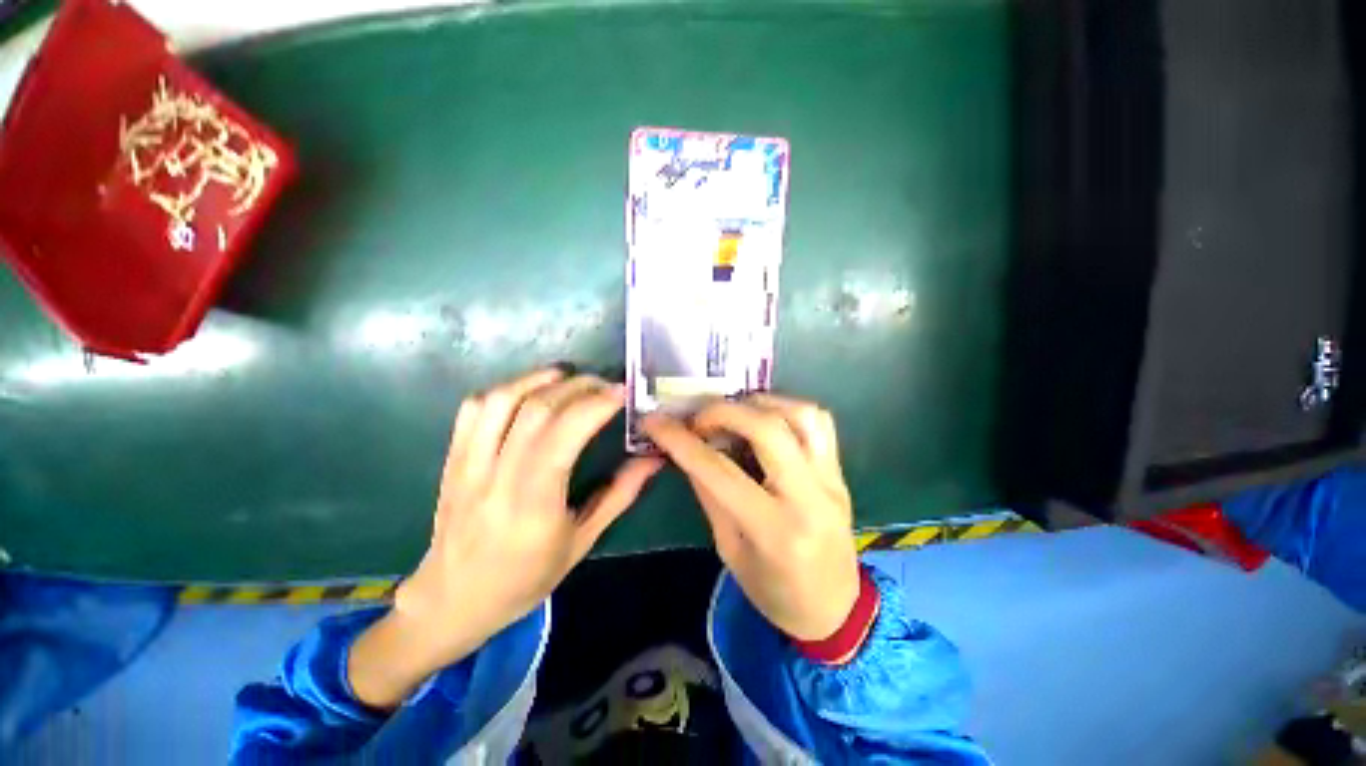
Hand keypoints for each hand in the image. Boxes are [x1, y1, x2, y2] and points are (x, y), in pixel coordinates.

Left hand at [349, 369, 662, 707]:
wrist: (453, 599)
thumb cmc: (525, 578)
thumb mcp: (582, 542)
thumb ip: (620, 495)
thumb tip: (653, 458)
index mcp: (533, 504)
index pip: (564, 435)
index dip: (596, 405)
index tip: (622, 393)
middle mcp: (497, 477)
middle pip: (537, 409)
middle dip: (579, 387)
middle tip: (605, 385)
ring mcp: (468, 465)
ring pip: (502, 401)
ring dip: (540, 379)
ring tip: (570, 377)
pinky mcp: (452, 459)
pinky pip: (473, 410)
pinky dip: (505, 389)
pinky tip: (529, 391)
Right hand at [643, 395, 859, 640]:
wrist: (835, 608)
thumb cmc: (774, 591)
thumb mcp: (729, 549)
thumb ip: (709, 494)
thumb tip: (687, 450)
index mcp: (774, 531)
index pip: (720, 472)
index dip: (682, 442)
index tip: (655, 422)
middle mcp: (809, 497)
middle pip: (767, 430)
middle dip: (723, 411)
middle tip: (697, 418)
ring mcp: (831, 479)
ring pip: (800, 415)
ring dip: (758, 404)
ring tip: (732, 413)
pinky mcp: (840, 471)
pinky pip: (820, 422)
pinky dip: (787, 408)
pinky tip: (764, 418)